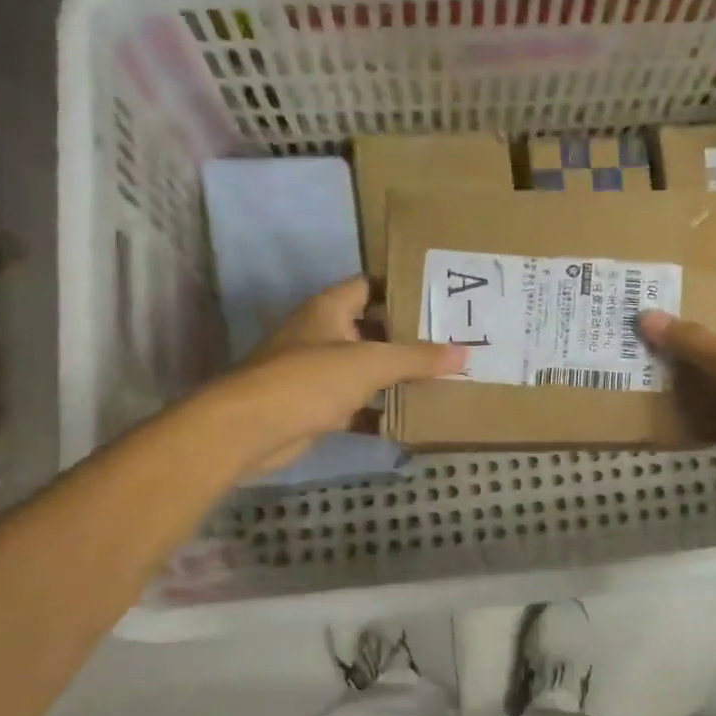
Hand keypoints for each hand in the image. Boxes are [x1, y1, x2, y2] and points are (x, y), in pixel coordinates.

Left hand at [223, 277, 463, 474]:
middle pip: (372, 328)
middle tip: (450, 341)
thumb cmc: (310, 379)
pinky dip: (379, 411)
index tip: (439, 297)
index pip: (369, 285)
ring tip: (441, 378)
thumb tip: (464, 353)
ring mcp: (317, 372)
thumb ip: (417, 358)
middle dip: (407, 336)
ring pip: (365, 368)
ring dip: (395, 376)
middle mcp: (322, 334)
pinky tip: (411, 417)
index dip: (401, 288)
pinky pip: (356, 404)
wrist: (251, 429)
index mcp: (329, 309)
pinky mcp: (316, 407)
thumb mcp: (371, 363)